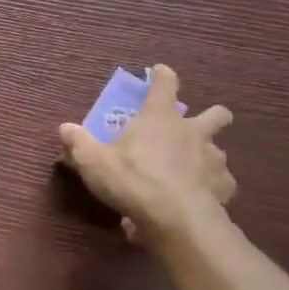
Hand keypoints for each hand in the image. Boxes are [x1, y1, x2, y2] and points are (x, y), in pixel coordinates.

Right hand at [58, 64, 234, 243]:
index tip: (159, 71)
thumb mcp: (93, 161)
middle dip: (212, 115)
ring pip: (219, 150)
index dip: (162, 76)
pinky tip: (201, 197)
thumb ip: (78, 143)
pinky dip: (212, 188)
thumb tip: (64, 127)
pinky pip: (222, 183)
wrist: (175, 218)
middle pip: (215, 114)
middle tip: (197, 125)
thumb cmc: (132, 179)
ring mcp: (213, 159)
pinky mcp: (224, 187)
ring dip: (208, 156)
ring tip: (193, 170)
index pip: (164, 85)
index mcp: (160, 118)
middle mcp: (192, 132)